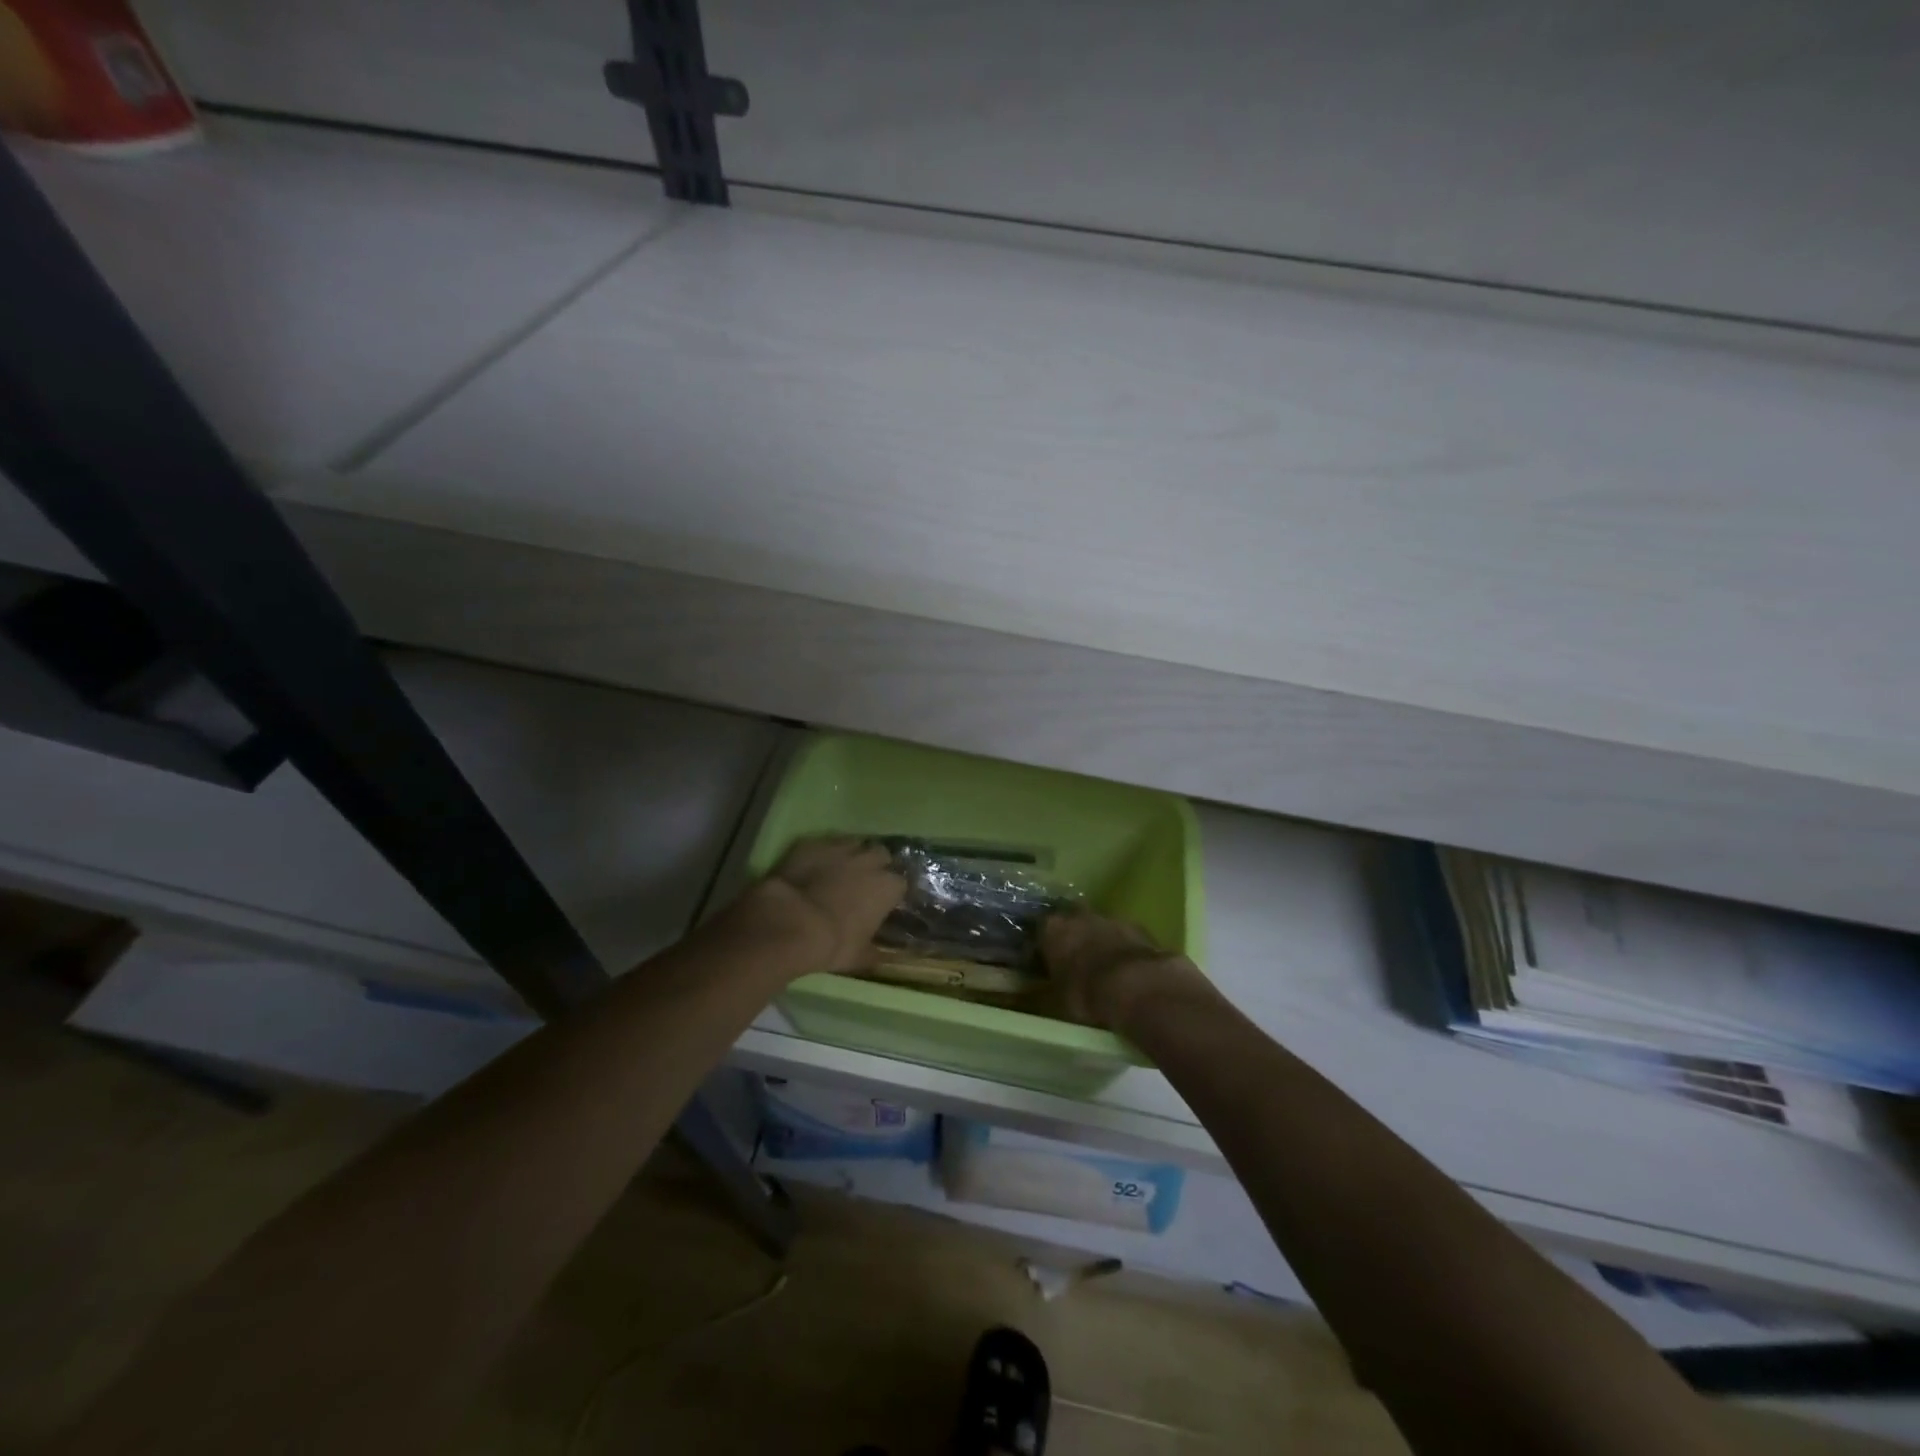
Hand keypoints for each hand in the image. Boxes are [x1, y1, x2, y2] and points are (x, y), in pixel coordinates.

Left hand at [737, 837, 906, 975]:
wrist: (789, 922)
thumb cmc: (832, 943)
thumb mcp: (858, 957)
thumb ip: (875, 954)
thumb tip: (884, 958)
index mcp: (887, 887)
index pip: (901, 883)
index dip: (892, 892)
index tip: (884, 902)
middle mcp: (869, 861)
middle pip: (881, 855)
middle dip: (876, 865)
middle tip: (864, 882)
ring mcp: (840, 848)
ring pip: (854, 844)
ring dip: (851, 856)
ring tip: (839, 871)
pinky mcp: (812, 844)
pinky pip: (824, 845)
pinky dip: (822, 854)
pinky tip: (813, 867)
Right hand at [1040, 908, 1211, 1032]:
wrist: (1137, 986)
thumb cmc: (1087, 993)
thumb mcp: (1060, 996)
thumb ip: (1057, 980)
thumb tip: (1058, 982)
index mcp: (1053, 929)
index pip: (1042, 931)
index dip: (1046, 946)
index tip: (1047, 960)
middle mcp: (1079, 916)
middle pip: (1073, 922)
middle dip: (1075, 937)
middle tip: (1077, 960)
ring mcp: (1111, 918)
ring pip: (1101, 927)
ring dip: (1101, 942)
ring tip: (1105, 968)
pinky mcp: (1139, 928)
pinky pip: (1124, 937)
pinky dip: (1124, 950)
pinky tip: (1128, 970)